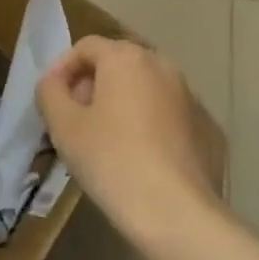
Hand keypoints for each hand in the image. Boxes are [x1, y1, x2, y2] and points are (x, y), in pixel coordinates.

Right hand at [36, 36, 225, 239]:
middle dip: (92, 85)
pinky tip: (140, 159)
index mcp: (127, 58)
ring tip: (105, 140)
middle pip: (118, 64)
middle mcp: (163, 66)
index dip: (62, 69)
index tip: (51, 101)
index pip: (86, 47)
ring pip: (145, 89)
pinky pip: (168, 115)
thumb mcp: (63, 126)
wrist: (176, 212)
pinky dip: (149, 125)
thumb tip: (54, 82)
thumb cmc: (111, 160)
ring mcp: (191, 97)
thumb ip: (50, 92)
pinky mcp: (208, 128)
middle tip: (75, 120)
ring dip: (121, 104)